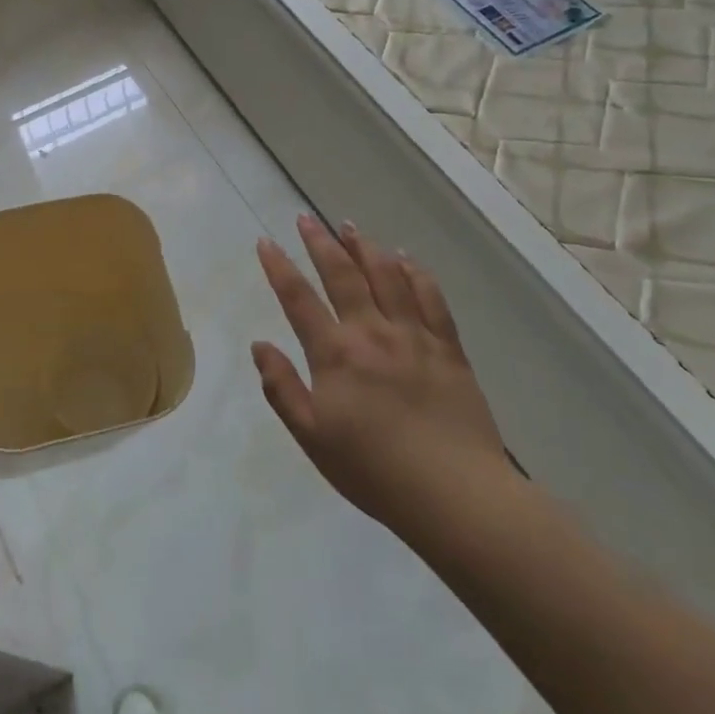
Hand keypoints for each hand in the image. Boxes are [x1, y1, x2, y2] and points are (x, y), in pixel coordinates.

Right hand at [252, 217, 512, 534]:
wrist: (455, 494)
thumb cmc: (374, 471)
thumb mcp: (312, 438)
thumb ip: (282, 389)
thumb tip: (259, 345)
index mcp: (336, 354)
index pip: (299, 299)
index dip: (279, 268)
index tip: (265, 242)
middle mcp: (373, 333)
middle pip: (343, 275)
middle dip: (321, 243)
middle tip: (306, 219)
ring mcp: (414, 336)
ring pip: (387, 276)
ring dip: (365, 247)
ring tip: (350, 226)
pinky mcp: (448, 347)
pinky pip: (430, 298)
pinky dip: (415, 273)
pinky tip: (406, 259)